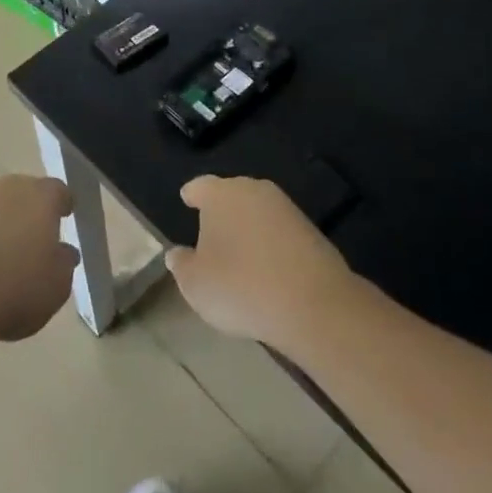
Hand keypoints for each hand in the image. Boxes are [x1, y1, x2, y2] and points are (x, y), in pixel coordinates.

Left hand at [0, 175, 77, 347]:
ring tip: (7, 252)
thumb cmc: (17, 289)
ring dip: (3, 222)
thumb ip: (63, 262)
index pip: (58, 191)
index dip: (63, 204)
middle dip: (32, 211)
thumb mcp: (57, 285)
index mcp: (40, 196)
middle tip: (37, 237)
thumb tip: (63, 250)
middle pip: (25, 193)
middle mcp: (7, 189)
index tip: (65, 216)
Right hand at [166, 176, 358, 349]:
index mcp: (220, 194)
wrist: (314, 306)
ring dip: (248, 228)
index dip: (191, 196)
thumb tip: (177, 254)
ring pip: (258, 213)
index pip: (199, 187)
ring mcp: (286, 208)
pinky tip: (268, 269)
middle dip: (221, 211)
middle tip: (211, 233)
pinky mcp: (312, 231)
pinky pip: (280, 232)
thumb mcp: (195, 284)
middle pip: (231, 195)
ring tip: (240, 256)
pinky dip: (271, 244)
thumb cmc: (240, 287)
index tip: (187, 201)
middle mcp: (253, 190)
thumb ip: (181, 264)